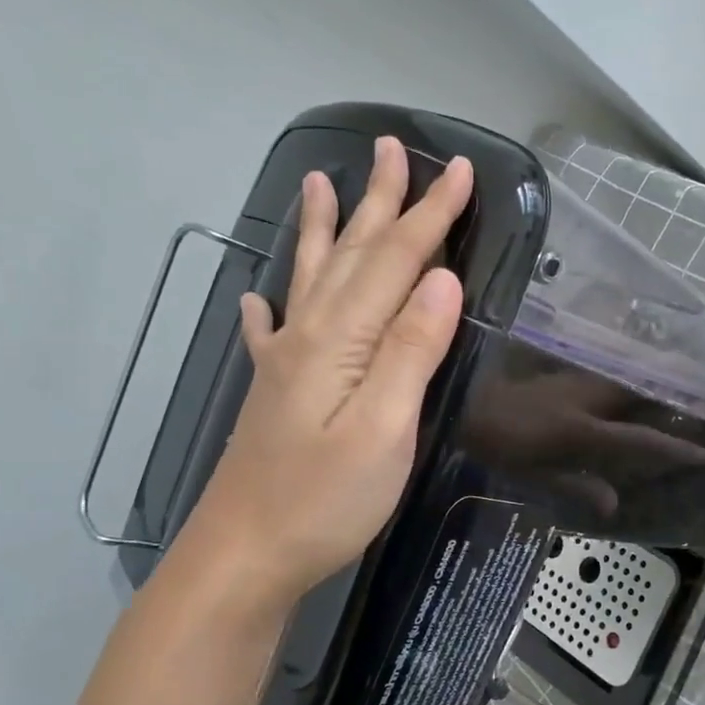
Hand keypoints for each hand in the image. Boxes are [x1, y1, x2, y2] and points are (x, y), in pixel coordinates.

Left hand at [174, 136, 470, 606]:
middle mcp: (308, 336)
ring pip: (313, 278)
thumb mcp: (384, 430)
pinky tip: (259, 294)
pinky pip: (273, 330)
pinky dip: (271, 303)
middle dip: (381, 202)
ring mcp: (285, 364)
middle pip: (354, 256)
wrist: (244, 556)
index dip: (431, 216)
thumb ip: (411, 351)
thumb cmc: (324, 501)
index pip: (397, 263)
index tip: (460, 172)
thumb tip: (442, 281)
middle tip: (393, 148)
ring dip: (325, 230)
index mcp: (341, 341)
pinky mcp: (274, 394)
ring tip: (319, 182)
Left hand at [464, 369, 704, 515]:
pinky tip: (637, 363)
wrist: (459, 402)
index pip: (637, 440)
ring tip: (687, 373)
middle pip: (641, 393)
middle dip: (677, 392)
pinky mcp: (561, 366)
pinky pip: (603, 366)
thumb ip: (574, 487)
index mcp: (577, 431)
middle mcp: (583, 398)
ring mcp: (572, 377)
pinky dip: (625, 368)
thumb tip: (613, 503)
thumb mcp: (531, 476)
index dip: (674, 449)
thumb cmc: (493, 445)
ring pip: (623, 374)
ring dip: (654, 375)